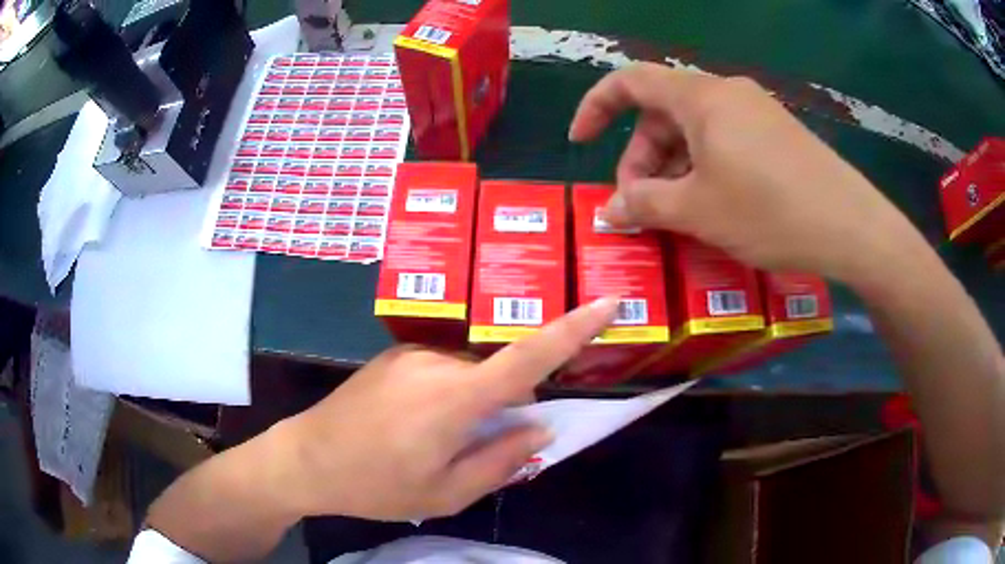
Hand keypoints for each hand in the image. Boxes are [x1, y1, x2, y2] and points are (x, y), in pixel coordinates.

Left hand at [275, 298, 618, 521]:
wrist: (305, 459)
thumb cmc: (376, 486)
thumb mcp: (445, 494)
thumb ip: (501, 461)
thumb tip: (541, 427)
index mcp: (453, 399)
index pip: (528, 356)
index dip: (573, 328)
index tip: (608, 302)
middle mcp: (435, 363)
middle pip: (499, 373)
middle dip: (507, 405)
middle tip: (479, 447)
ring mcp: (411, 355)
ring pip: (470, 374)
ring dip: (474, 403)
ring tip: (436, 443)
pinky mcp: (394, 356)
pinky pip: (442, 370)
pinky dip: (450, 395)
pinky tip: (414, 426)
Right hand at [569, 63, 925, 285]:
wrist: (852, 226)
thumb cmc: (770, 211)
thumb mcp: (698, 211)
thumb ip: (645, 204)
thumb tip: (611, 210)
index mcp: (700, 97)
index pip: (630, 81)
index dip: (596, 107)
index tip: (580, 141)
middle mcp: (726, 93)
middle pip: (664, 113)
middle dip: (642, 157)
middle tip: (642, 206)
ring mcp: (757, 112)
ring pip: (696, 131)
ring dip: (675, 168)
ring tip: (677, 213)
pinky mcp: (778, 134)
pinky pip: (726, 141)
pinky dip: (706, 168)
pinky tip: (714, 205)